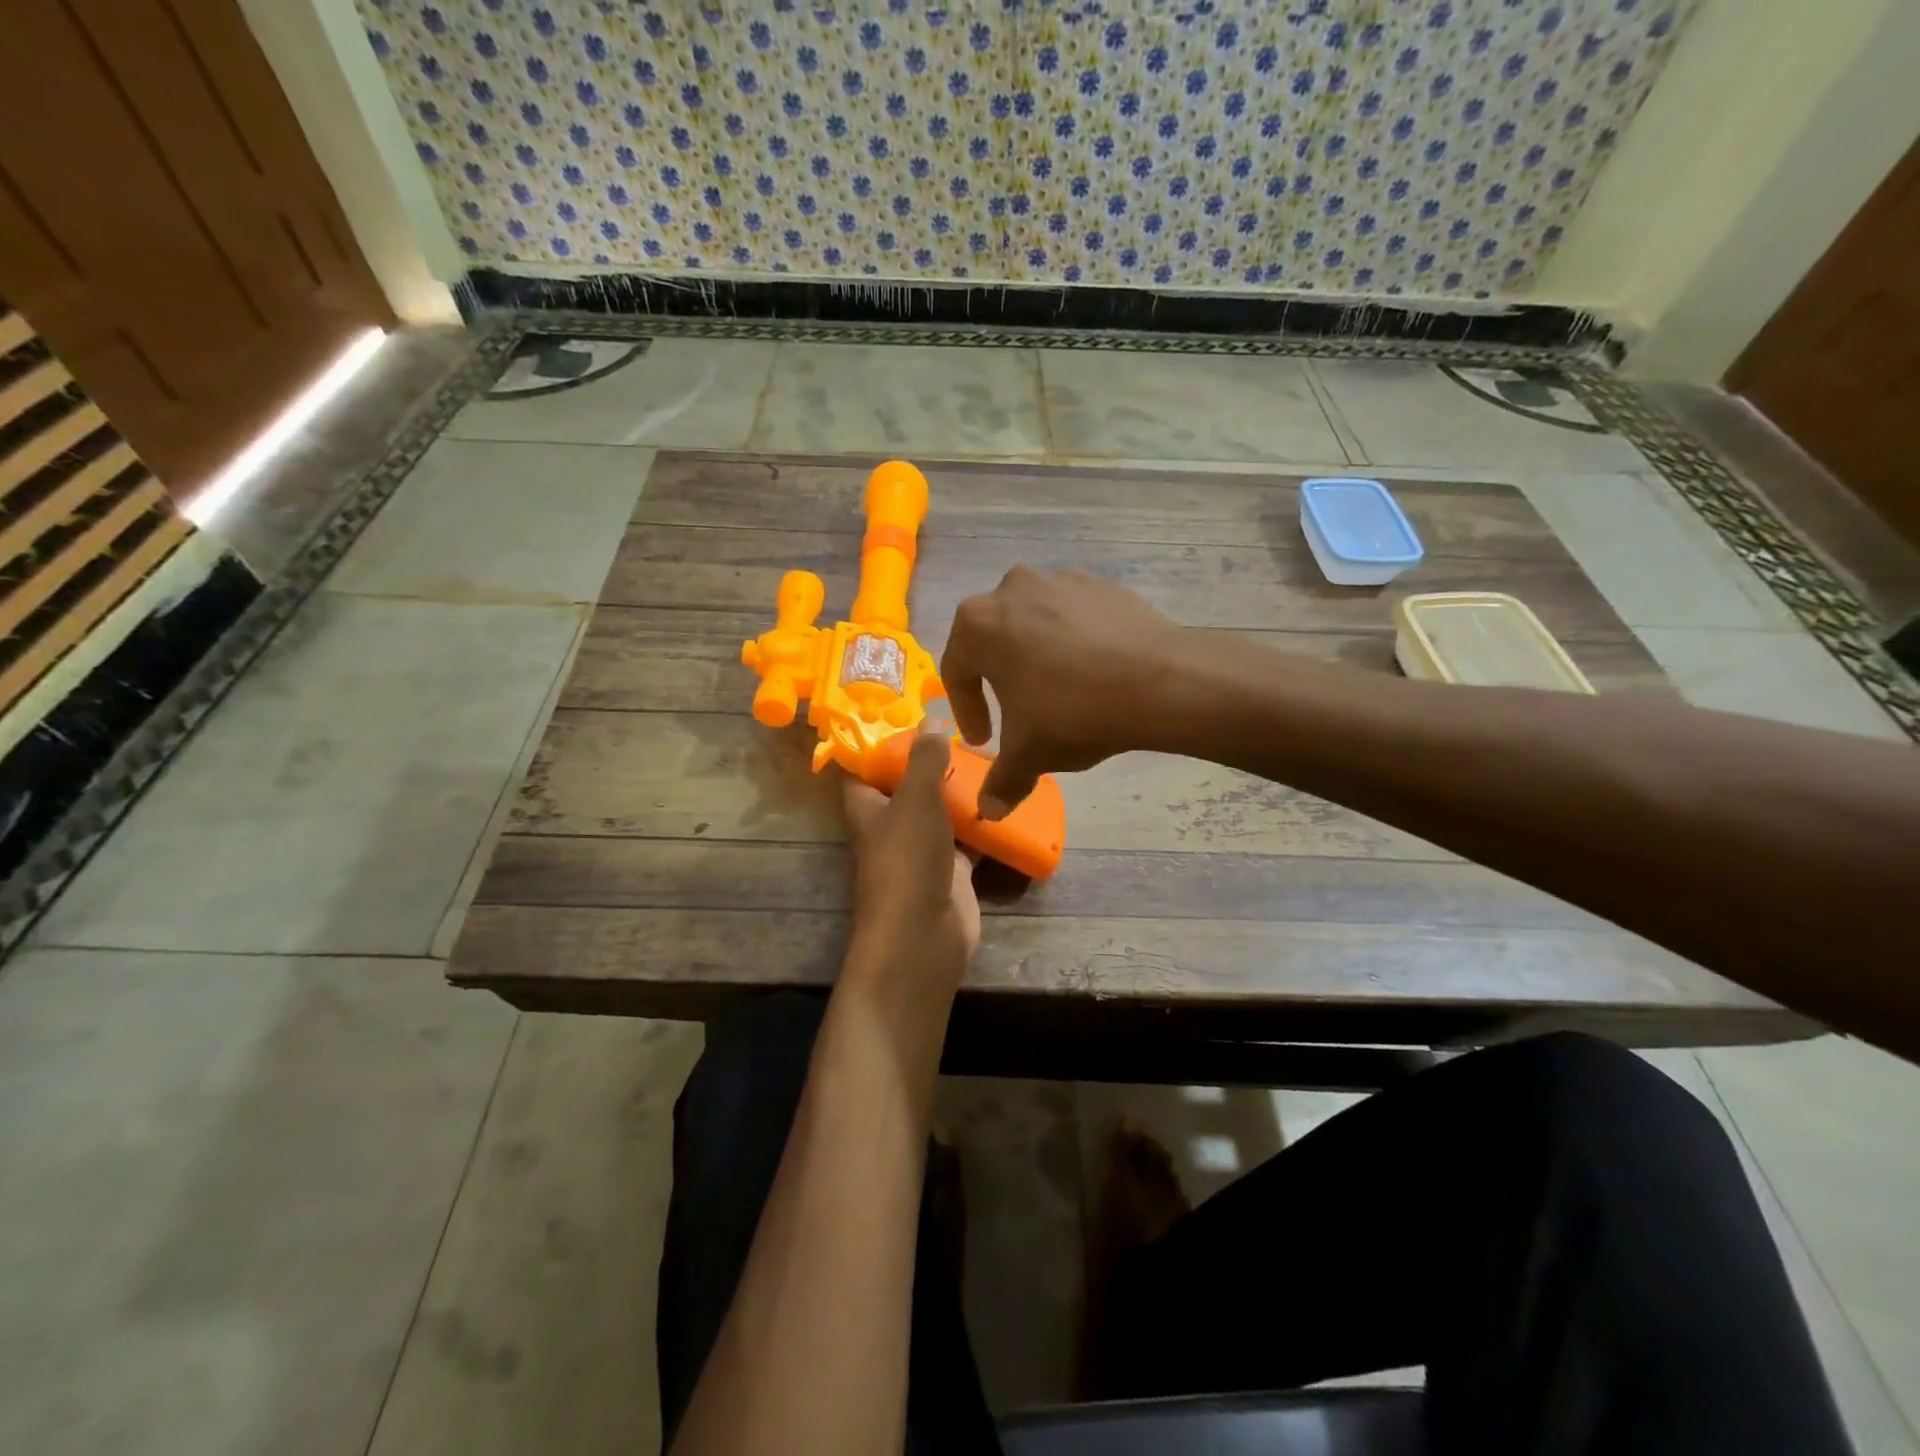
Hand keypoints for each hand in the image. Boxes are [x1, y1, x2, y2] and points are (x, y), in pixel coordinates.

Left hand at [842, 730, 980, 994]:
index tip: (909, 712)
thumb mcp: (915, 800)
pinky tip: (1008, 798)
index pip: (865, 767)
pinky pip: (970, 840)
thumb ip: (923, 760)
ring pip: (943, 812)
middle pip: (909, 786)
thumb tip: (930, 720)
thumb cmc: (908, 860)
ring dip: (963, 791)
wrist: (925, 936)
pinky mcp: (953, 871)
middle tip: (965, 732)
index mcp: (869, 807)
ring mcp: (923, 850)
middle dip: (933, 762)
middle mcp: (892, 826)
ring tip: (992, 755)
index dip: (880, 742)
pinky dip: (986, 824)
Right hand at [940, 567, 1188, 814]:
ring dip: (1038, 657)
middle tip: (1017, 713)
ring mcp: (1061, 581)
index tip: (984, 742)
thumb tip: (989, 812)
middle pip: (995, 642)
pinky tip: (1094, 675)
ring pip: (1035, 625)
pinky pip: (1074, 618)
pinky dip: (1075, 643)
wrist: (1160, 681)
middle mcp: (1012, 589)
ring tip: (1059, 693)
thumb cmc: (1072, 712)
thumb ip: (1001, 781)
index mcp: (978, 623)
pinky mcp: (1102, 585)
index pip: (957, 672)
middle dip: (1001, 680)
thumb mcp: (1028, 754)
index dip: (967, 712)